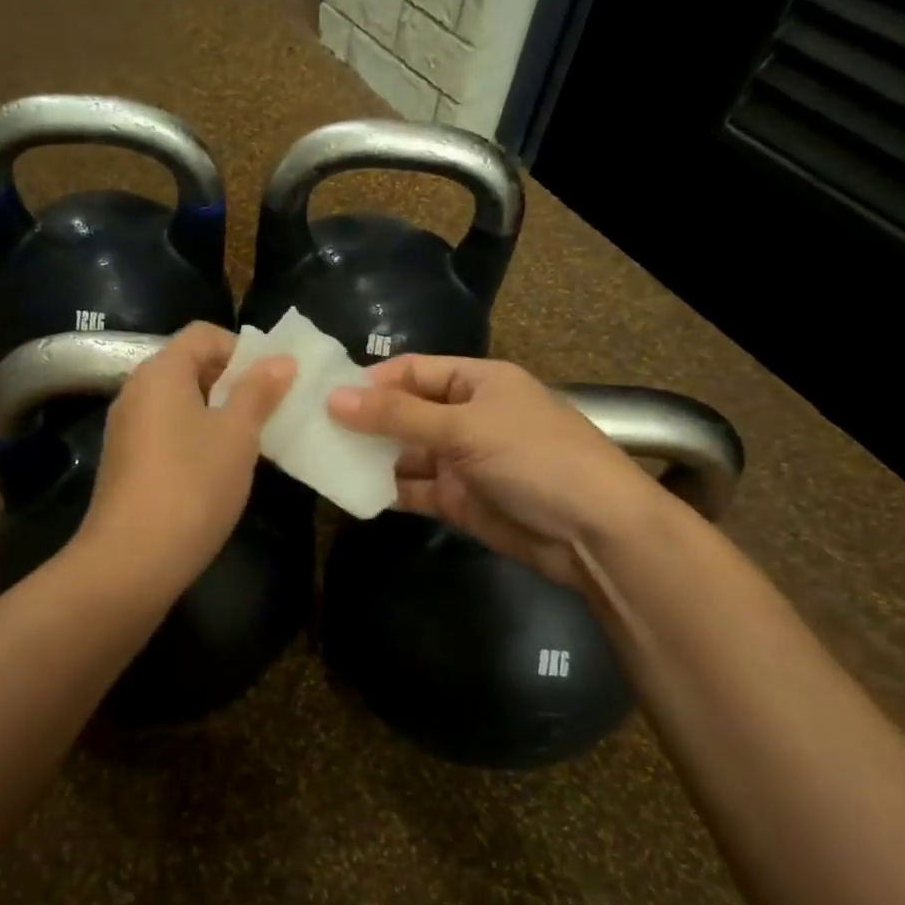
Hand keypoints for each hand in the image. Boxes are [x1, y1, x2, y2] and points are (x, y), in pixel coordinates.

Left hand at [75, 323, 294, 597]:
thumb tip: (280, 360)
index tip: (272, 382)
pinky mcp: (126, 461)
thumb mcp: (237, 435)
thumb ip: (258, 392)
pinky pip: (167, 431)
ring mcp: (126, 428)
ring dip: (218, 413)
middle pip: (190, 365)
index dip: (242, 349)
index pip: (204, 334)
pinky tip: (218, 470)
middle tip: (268, 412)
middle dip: (234, 383)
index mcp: (160, 372)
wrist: (131, 561)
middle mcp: (136, 391)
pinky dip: (196, 437)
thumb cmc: (192, 486)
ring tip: (251, 443)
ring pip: (180, 402)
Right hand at [327, 355, 659, 586]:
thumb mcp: (465, 427)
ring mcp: (461, 461)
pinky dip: (384, 490)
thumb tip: (333, 399)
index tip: (324, 395)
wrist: (594, 533)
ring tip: (319, 460)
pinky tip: (348, 491)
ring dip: (369, 457)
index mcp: (476, 382)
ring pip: (404, 454)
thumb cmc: (534, 458)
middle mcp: (466, 417)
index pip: (412, 371)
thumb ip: (398, 415)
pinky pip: (412, 489)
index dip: (371, 381)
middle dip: (363, 421)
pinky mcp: (458, 501)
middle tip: (310, 429)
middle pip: (404, 413)